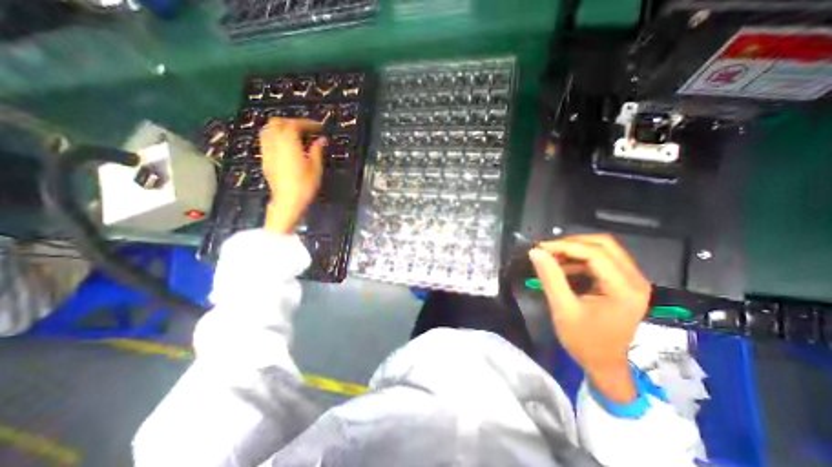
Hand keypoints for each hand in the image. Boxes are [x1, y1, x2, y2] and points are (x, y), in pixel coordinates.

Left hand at [259, 119, 328, 235]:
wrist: (287, 201)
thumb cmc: (305, 185)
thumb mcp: (316, 168)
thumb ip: (317, 150)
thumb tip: (321, 139)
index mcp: (289, 143)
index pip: (295, 124)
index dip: (307, 123)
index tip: (319, 127)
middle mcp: (275, 143)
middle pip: (278, 122)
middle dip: (293, 122)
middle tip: (306, 129)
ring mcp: (267, 150)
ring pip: (268, 129)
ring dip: (282, 127)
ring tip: (295, 135)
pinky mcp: (265, 158)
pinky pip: (266, 139)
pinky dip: (275, 136)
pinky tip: (285, 145)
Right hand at [529, 236, 653, 402]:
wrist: (605, 364)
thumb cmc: (585, 341)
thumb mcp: (563, 309)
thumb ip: (550, 277)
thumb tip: (535, 252)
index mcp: (624, 289)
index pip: (595, 253)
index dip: (565, 246)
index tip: (540, 248)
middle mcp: (635, 279)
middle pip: (604, 244)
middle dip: (571, 243)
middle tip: (547, 250)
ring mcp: (632, 280)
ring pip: (603, 249)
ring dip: (575, 249)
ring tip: (552, 257)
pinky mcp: (624, 282)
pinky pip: (602, 259)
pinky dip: (580, 258)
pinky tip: (564, 267)